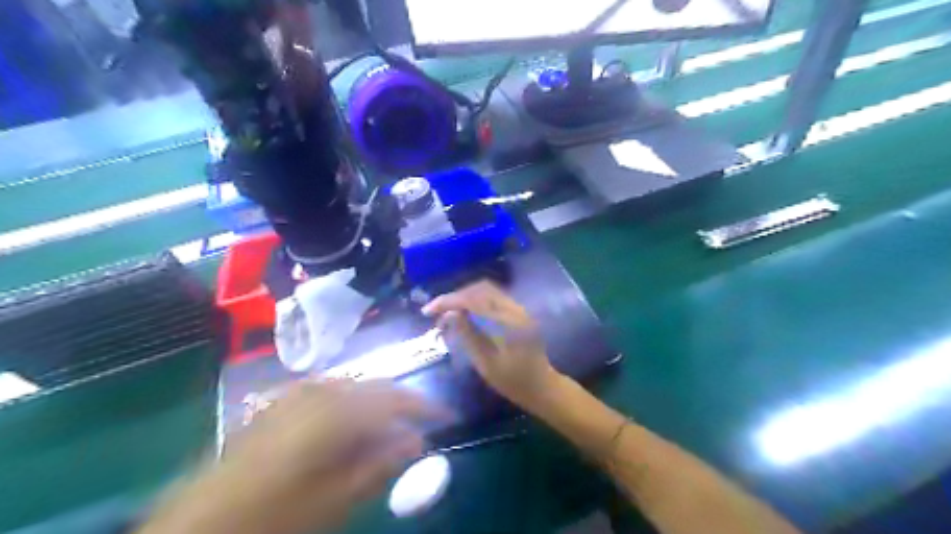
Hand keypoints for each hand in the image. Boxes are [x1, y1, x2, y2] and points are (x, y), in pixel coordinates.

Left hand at [140, 379, 449, 533]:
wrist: (196, 525)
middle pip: (376, 387)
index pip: (395, 398)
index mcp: (333, 411)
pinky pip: (332, 394)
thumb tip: (418, 441)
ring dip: (377, 405)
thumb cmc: (271, 518)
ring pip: (355, 388)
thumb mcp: (333, 501)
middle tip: (422, 425)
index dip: (426, 406)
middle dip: (403, 403)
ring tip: (390, 430)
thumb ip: (379, 465)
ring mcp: (297, 393)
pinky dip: (352, 406)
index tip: (449, 416)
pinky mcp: (282, 402)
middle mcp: (319, 391)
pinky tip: (352, 427)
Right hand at [422, 283, 558, 412]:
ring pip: (486, 291)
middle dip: (455, 297)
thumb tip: (450, 314)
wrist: (542, 386)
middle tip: (436, 313)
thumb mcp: (486, 364)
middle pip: (480, 289)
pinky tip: (463, 316)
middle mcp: (515, 309)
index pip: (474, 300)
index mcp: (508, 323)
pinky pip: (493, 298)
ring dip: (464, 298)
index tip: (428, 311)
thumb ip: (468, 336)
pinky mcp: (517, 312)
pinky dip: (474, 302)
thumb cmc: (514, 382)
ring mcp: (518, 309)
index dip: (448, 301)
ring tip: (447, 315)